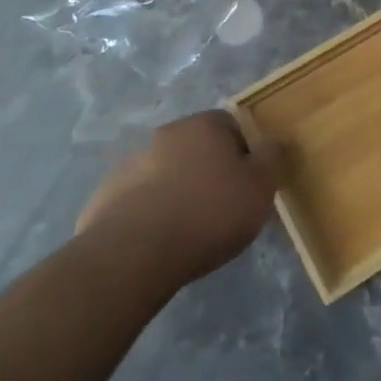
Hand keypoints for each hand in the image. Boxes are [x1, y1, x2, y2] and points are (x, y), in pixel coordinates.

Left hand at [76, 110, 279, 283]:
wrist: (132, 255)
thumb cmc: (208, 213)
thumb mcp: (260, 187)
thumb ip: (272, 159)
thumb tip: (275, 142)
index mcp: (203, 125)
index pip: (233, 125)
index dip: (245, 152)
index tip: (250, 183)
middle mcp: (165, 134)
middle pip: (197, 148)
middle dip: (210, 171)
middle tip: (223, 207)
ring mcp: (130, 165)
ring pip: (166, 174)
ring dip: (178, 192)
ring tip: (188, 231)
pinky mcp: (104, 198)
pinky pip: (138, 202)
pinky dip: (150, 215)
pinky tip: (158, 243)